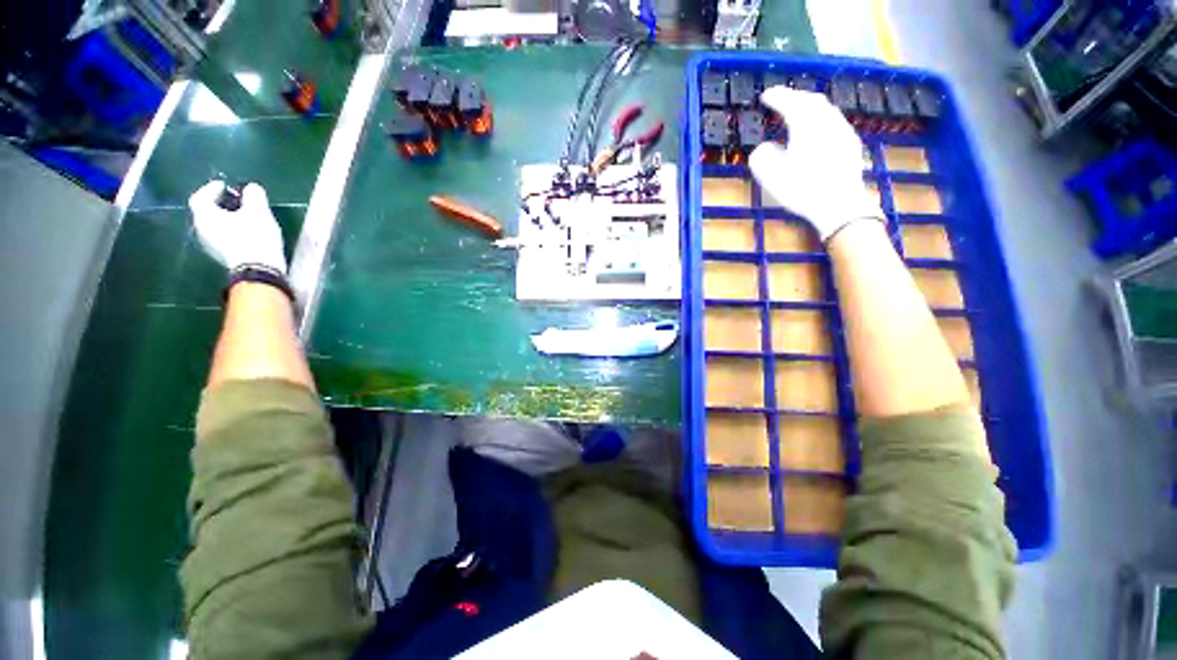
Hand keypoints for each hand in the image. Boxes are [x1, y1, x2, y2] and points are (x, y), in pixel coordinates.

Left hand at [188, 181, 286, 272]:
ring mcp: (210, 245)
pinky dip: (229, 230)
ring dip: (225, 218)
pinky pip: (222, 237)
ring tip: (241, 216)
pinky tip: (244, 231)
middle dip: (219, 204)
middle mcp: (201, 229)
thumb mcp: (259, 212)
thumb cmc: (254, 237)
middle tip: (234, 200)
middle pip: (206, 212)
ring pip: (214, 226)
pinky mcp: (222, 256)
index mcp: (205, 215)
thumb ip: (254, 196)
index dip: (211, 189)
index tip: (224, 185)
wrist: (259, 270)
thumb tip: (251, 187)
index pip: (200, 197)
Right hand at [749, 86, 883, 241]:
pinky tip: (818, 131)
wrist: (839, 204)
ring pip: (826, 109)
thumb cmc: (802, 189)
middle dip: (795, 97)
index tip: (765, 95)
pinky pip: (834, 122)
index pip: (790, 103)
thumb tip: (763, 148)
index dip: (776, 97)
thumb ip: (762, 158)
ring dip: (810, 106)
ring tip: (799, 112)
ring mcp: (842, 131)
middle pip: (811, 100)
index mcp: (806, 125)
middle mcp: (826, 121)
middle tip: (782, 99)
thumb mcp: (771, 176)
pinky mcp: (850, 144)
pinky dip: (822, 119)